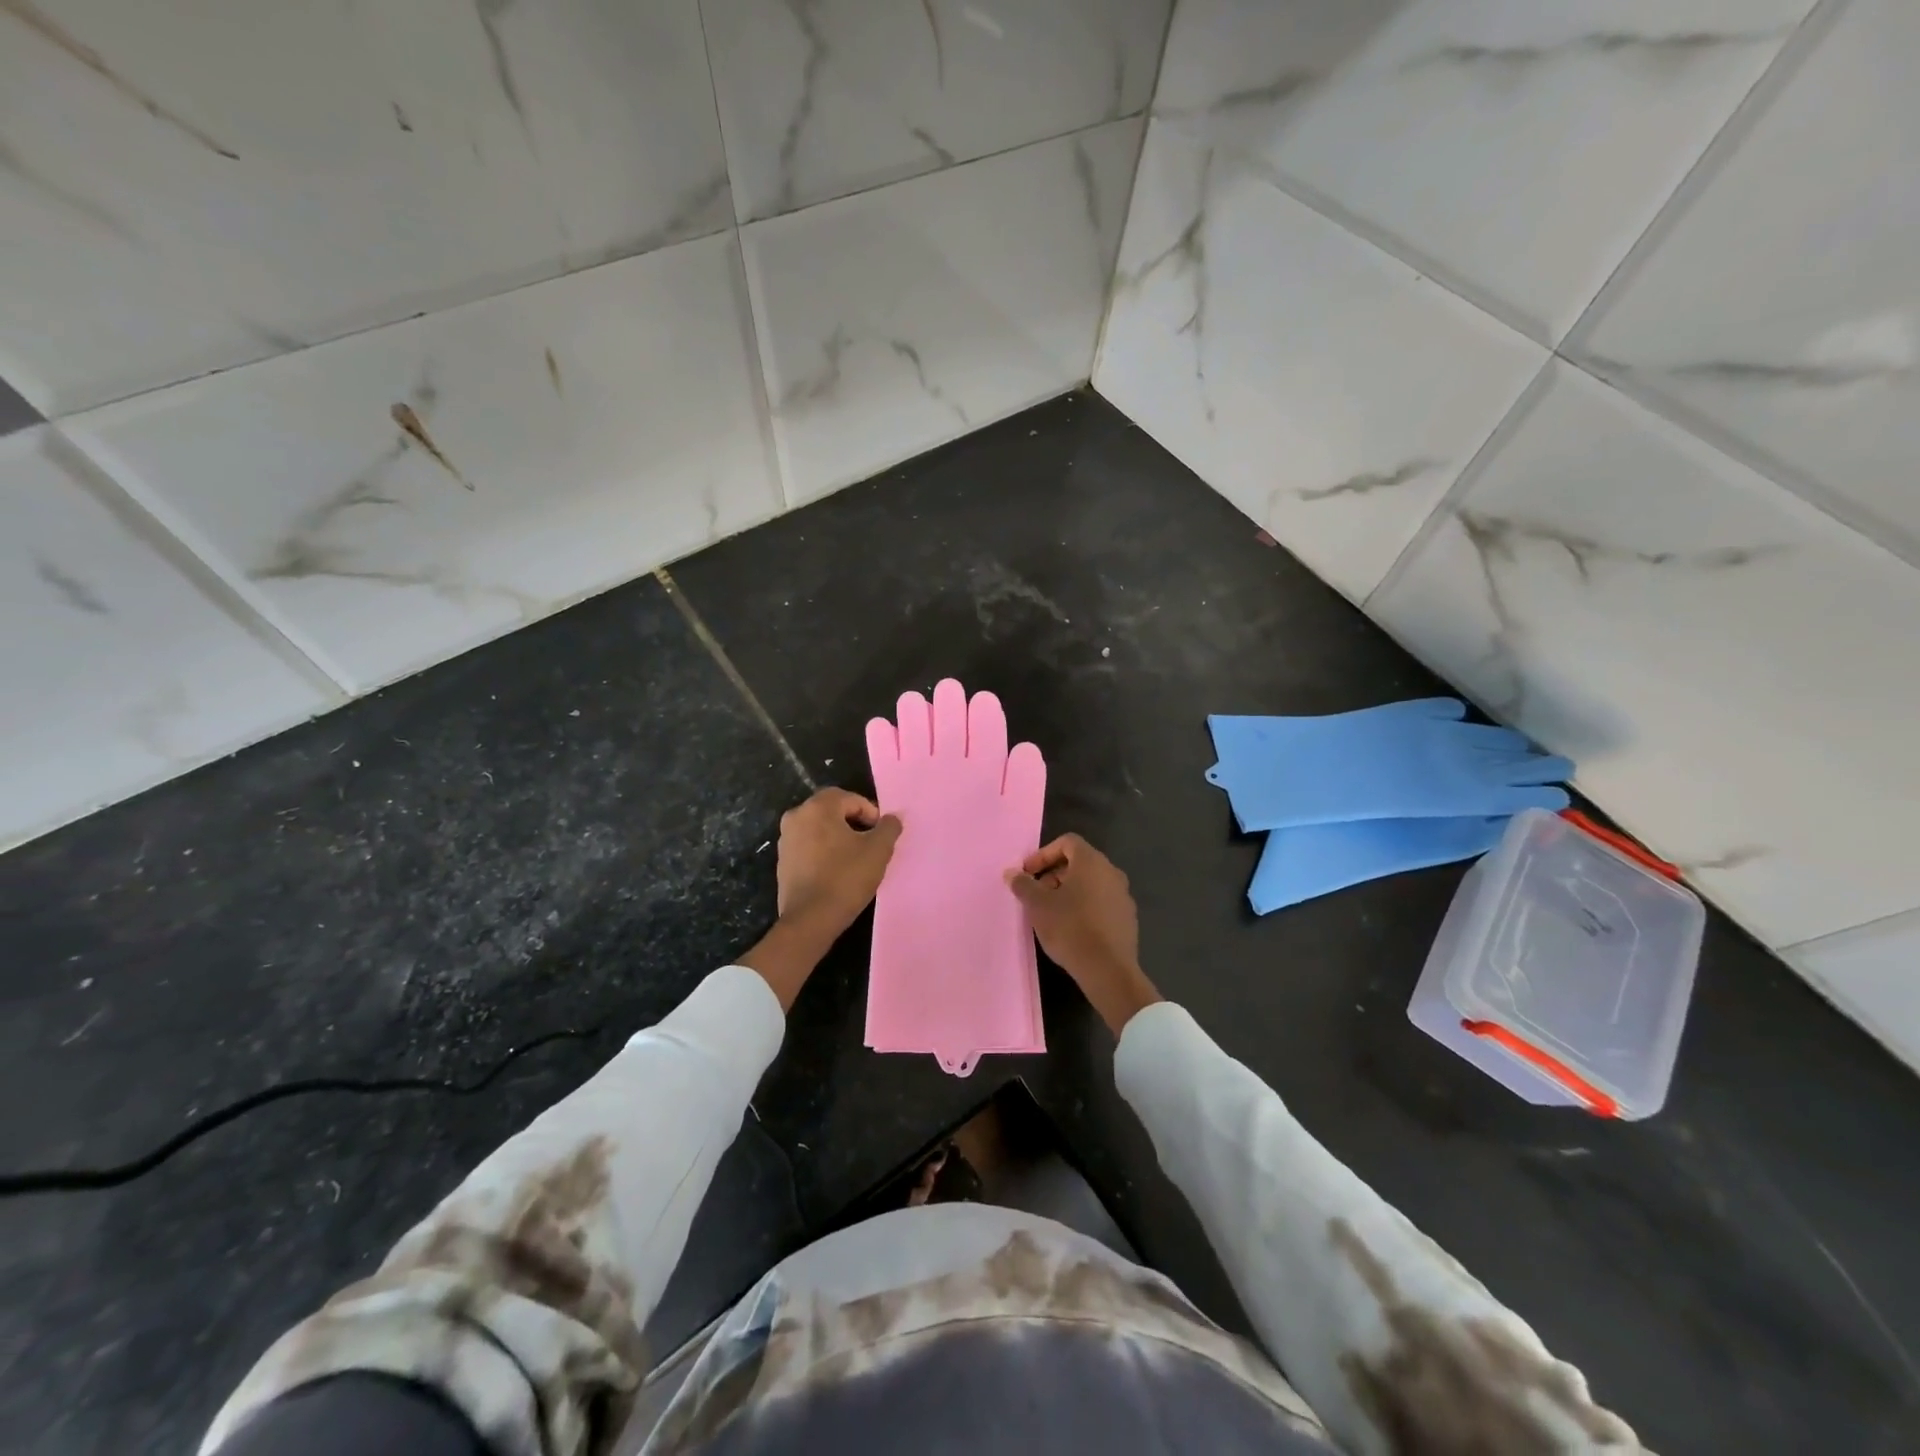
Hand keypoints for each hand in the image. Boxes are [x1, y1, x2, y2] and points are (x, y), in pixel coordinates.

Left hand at [739, 789, 901, 1009]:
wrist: (810, 920)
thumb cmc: (846, 878)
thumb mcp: (878, 851)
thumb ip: (888, 828)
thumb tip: (892, 818)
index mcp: (817, 807)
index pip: (850, 798)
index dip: (871, 813)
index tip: (881, 835)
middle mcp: (796, 817)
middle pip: (832, 811)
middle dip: (854, 823)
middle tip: (871, 843)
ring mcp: (785, 840)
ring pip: (819, 829)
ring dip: (839, 837)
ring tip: (856, 859)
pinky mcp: (782, 862)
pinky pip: (809, 847)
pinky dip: (824, 852)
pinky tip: (837, 872)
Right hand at [1008, 834, 1161, 1035]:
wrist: (1108, 970)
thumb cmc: (1070, 928)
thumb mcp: (1038, 905)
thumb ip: (1023, 884)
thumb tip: (1012, 873)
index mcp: (1091, 862)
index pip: (1067, 842)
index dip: (1044, 854)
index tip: (1028, 873)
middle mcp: (1111, 872)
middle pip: (1079, 862)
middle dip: (1054, 874)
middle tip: (1037, 894)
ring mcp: (1123, 895)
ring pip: (1091, 883)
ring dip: (1069, 891)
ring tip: (1051, 913)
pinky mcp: (1127, 918)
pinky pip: (1101, 902)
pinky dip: (1085, 906)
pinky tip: (1072, 928)